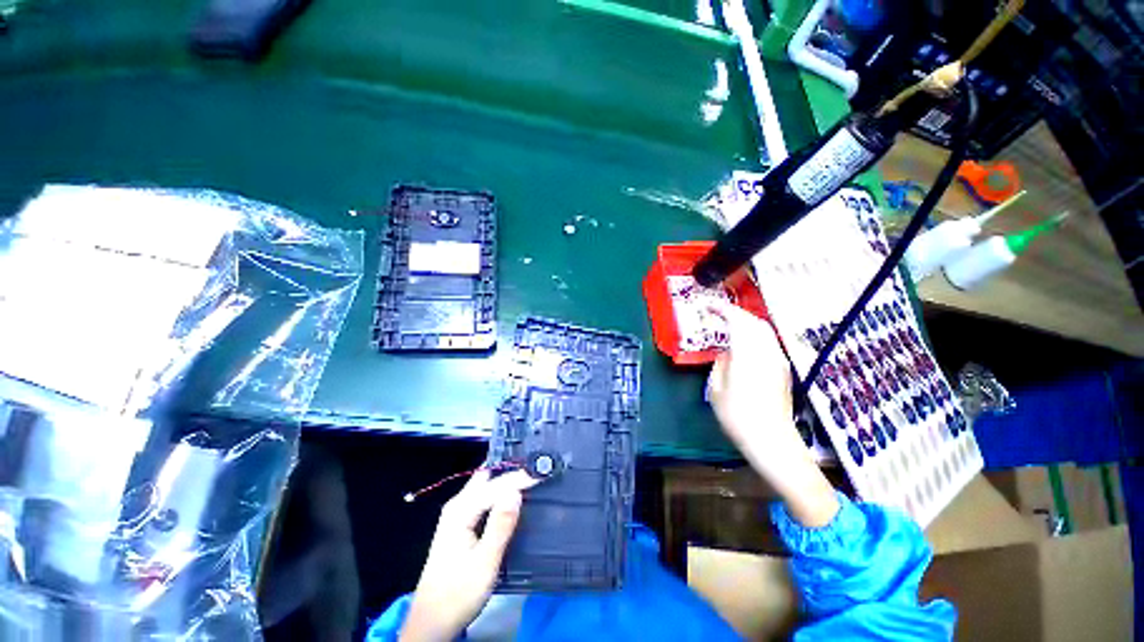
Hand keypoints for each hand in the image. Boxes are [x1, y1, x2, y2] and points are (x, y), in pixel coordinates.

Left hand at [401, 470, 536, 641]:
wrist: (433, 622)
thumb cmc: (458, 594)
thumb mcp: (484, 562)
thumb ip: (500, 525)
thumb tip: (516, 492)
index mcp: (461, 510)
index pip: (495, 485)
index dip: (519, 478)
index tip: (541, 472)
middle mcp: (458, 505)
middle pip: (488, 479)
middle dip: (511, 471)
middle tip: (535, 469)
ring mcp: (457, 514)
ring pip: (485, 486)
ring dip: (506, 481)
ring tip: (529, 478)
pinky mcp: (461, 525)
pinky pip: (484, 498)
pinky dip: (499, 493)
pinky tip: (512, 496)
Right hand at [705, 300, 795, 456]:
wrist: (772, 441)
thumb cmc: (737, 416)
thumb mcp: (716, 389)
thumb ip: (720, 364)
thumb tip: (726, 353)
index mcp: (747, 354)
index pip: (737, 321)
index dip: (721, 309)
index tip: (707, 306)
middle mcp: (766, 352)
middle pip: (754, 321)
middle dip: (735, 313)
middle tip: (718, 314)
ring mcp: (778, 360)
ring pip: (764, 330)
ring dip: (746, 322)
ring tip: (730, 325)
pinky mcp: (783, 369)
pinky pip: (768, 341)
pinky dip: (755, 334)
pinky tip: (745, 342)